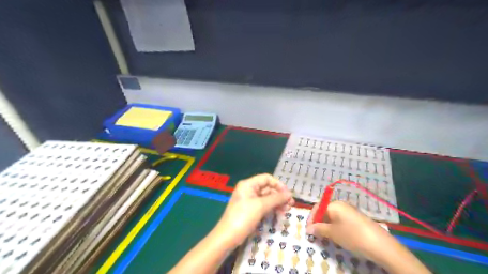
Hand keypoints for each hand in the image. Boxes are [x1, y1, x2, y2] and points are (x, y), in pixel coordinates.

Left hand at [216, 176, 292, 247]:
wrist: (227, 236)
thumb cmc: (243, 217)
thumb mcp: (261, 206)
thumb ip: (276, 198)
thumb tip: (290, 194)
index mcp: (248, 184)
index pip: (266, 178)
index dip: (278, 184)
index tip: (288, 194)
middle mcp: (248, 190)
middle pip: (267, 188)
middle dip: (279, 195)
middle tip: (290, 204)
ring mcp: (249, 200)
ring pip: (266, 198)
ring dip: (277, 202)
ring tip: (286, 210)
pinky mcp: (250, 210)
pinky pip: (263, 205)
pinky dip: (271, 208)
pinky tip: (279, 213)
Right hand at [306, 202, 391, 257]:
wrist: (380, 244)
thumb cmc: (352, 235)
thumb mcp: (332, 233)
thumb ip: (319, 229)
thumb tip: (308, 228)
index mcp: (334, 204)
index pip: (317, 207)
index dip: (311, 218)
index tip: (308, 230)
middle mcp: (342, 205)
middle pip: (325, 211)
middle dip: (319, 222)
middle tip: (316, 234)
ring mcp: (350, 211)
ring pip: (333, 216)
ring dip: (327, 225)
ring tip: (325, 237)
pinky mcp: (356, 218)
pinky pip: (341, 220)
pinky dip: (336, 227)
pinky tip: (337, 236)